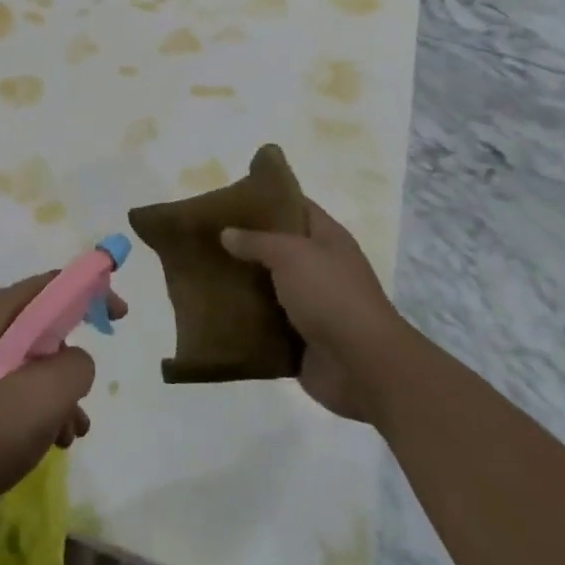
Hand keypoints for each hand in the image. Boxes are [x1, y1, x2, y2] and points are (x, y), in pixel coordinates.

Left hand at [0, 274, 124, 524]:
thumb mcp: (43, 397)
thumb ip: (75, 366)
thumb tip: (75, 360)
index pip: (51, 285)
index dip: (90, 292)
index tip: (119, 316)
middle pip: (39, 327)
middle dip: (71, 361)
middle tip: (86, 398)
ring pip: (24, 363)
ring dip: (55, 394)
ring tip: (70, 436)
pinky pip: (4, 388)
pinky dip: (30, 409)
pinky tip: (41, 446)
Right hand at [222, 201, 406, 424]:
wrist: (362, 367)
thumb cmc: (331, 296)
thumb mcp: (291, 255)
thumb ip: (257, 241)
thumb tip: (227, 233)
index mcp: (328, 240)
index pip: (297, 207)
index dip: (267, 199)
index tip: (230, 198)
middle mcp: (322, 269)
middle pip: (278, 248)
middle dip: (245, 243)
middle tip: (207, 236)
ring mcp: (312, 306)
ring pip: (269, 287)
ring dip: (242, 283)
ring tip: (202, 272)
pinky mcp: (300, 339)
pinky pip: (266, 324)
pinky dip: (245, 320)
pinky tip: (215, 311)